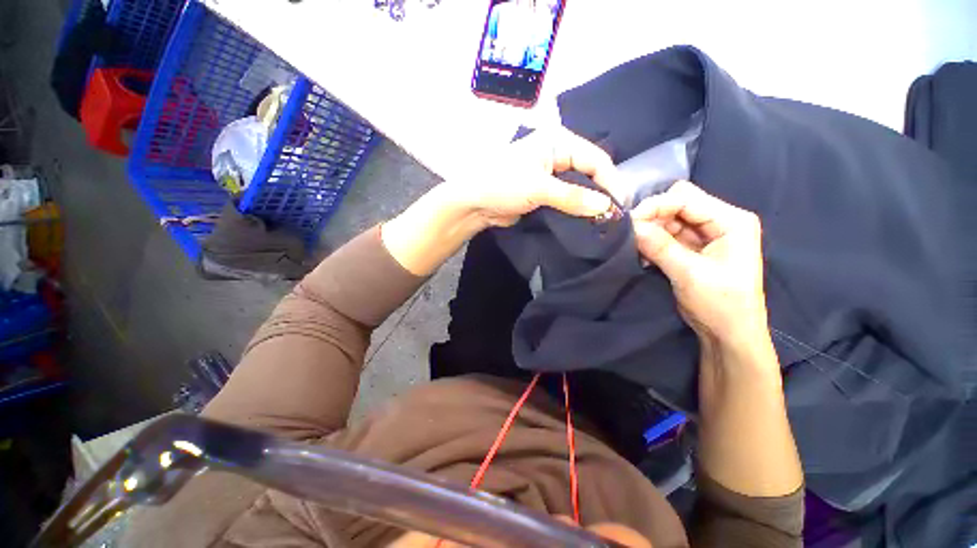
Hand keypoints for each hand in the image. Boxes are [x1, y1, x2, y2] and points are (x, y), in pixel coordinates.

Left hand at [443, 126, 616, 228]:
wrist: (473, 203)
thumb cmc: (502, 184)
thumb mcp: (538, 188)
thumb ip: (572, 197)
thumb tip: (605, 207)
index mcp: (558, 143)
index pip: (595, 159)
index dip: (610, 181)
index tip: (620, 206)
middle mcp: (557, 156)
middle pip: (589, 173)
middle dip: (602, 194)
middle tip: (614, 217)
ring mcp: (550, 176)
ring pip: (579, 189)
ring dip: (589, 205)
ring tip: (603, 222)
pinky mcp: (544, 194)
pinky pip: (567, 201)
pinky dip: (575, 211)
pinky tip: (584, 223)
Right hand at [631, 181, 769, 354]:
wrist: (728, 334)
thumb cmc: (721, 304)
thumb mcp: (690, 273)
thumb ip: (660, 246)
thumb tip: (631, 226)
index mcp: (731, 221)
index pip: (686, 198)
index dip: (656, 206)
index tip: (630, 222)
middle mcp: (719, 222)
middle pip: (676, 205)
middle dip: (651, 218)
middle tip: (631, 235)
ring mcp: (704, 235)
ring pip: (667, 221)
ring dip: (649, 232)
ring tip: (636, 249)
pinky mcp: (691, 249)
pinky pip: (665, 236)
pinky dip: (651, 243)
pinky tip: (643, 256)